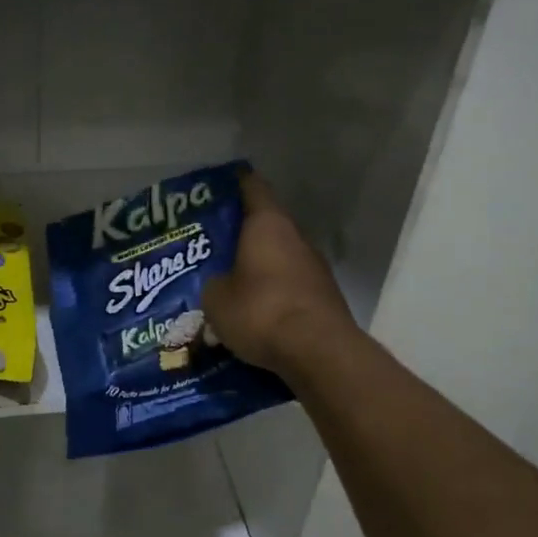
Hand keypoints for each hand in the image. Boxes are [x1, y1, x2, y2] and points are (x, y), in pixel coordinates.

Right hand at [202, 172, 357, 376]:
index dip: (235, 184)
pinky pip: (291, 288)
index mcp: (268, 224)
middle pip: (267, 226)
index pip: (253, 188)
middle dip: (241, 236)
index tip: (218, 186)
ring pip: (280, 259)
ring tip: (230, 284)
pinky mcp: (324, 298)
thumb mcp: (216, 299)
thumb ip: (214, 284)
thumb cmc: (261, 311)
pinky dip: (273, 295)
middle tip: (213, 246)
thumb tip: (221, 286)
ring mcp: (315, 268)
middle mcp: (296, 238)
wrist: (319, 352)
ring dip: (259, 268)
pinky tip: (254, 314)